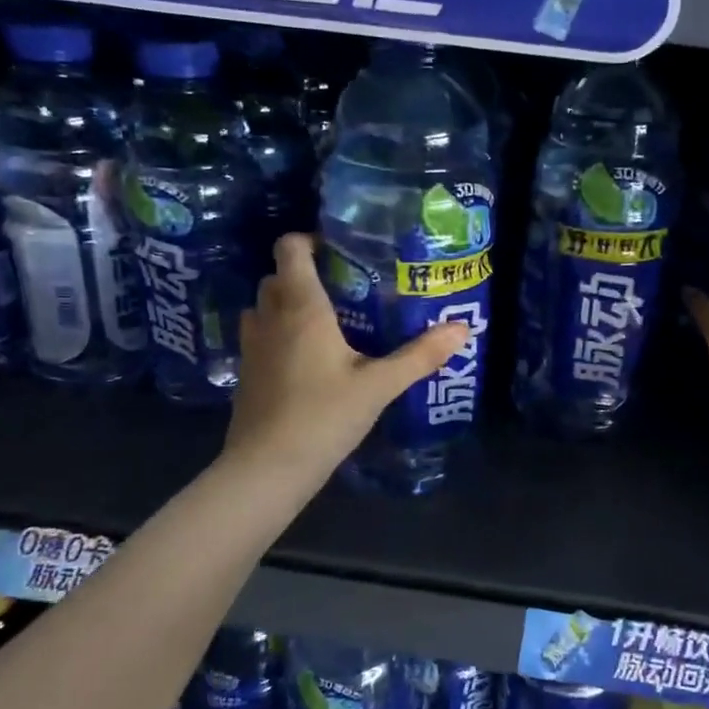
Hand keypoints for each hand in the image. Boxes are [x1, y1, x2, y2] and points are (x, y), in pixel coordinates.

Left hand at [226, 234, 469, 471]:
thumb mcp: (379, 386)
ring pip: (265, 307)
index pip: (290, 249)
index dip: (310, 240)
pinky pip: (262, 336)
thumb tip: (462, 329)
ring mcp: (252, 346)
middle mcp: (270, 317)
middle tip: (346, 289)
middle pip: (278, 277)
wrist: (267, 469)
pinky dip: (280, 334)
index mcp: (301, 307)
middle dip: (306, 275)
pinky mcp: (246, 373)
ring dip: (288, 304)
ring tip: (329, 321)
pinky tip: (310, 360)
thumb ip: (420, 355)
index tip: (340, 250)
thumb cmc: (323, 416)